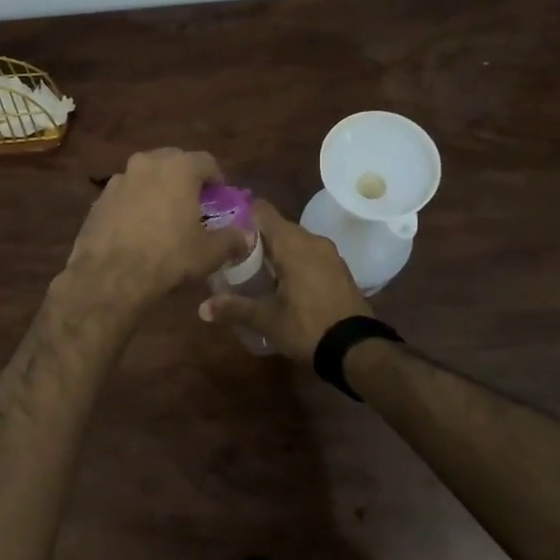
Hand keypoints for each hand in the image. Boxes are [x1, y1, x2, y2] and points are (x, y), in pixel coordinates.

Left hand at [63, 149, 245, 311]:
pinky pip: (126, 194)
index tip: (220, 199)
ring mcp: (119, 179)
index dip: (217, 180)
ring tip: (164, 217)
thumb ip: (232, 239)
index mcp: (178, 167)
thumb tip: (245, 237)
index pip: (207, 161)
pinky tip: (138, 229)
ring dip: (158, 189)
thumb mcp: (209, 253)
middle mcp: (147, 163)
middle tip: (193, 205)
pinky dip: (135, 204)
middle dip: (186, 180)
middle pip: (174, 162)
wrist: (109, 277)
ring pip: (146, 177)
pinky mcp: (99, 199)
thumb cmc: (168, 257)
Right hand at [198, 201, 371, 360]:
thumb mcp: (267, 320)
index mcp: (293, 244)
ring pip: (293, 240)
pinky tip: (280, 281)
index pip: (262, 210)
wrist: (357, 348)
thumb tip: (201, 308)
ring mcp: (329, 253)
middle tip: (230, 254)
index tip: (222, 227)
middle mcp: (312, 240)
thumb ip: (234, 308)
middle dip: (254, 237)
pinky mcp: (338, 268)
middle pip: (276, 226)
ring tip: (252, 269)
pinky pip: (308, 254)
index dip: (240, 214)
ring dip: (274, 250)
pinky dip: (292, 260)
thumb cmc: (308, 326)